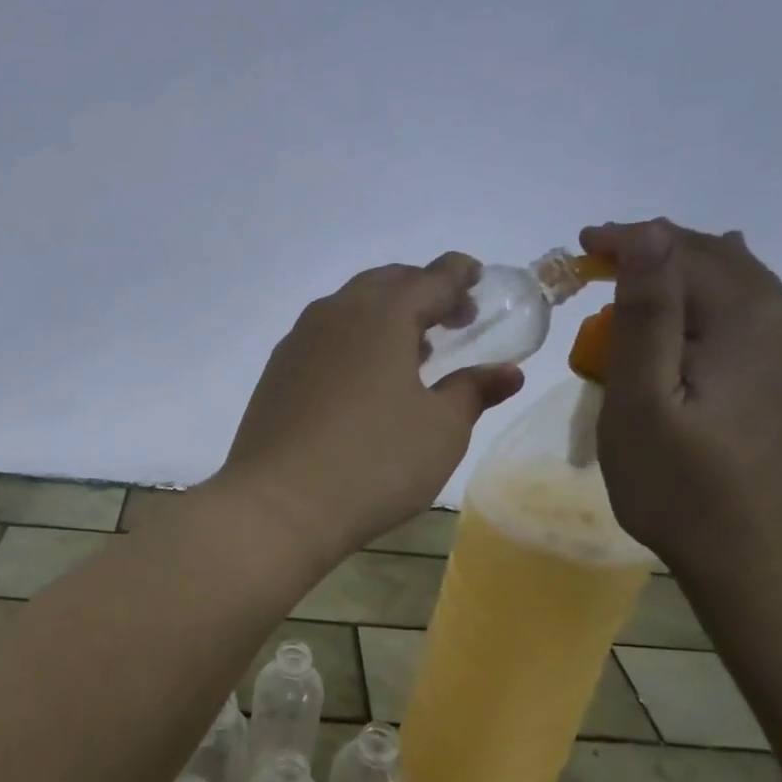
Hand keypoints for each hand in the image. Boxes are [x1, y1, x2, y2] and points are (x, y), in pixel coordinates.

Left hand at [215, 255, 523, 563]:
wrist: (277, 505)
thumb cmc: (373, 463)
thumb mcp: (440, 431)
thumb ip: (473, 391)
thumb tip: (506, 372)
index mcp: (382, 315)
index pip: (431, 278)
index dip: (459, 277)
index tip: (477, 282)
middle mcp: (334, 315)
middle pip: (384, 283)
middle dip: (420, 290)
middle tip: (448, 316)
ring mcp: (297, 343)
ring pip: (347, 309)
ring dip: (382, 316)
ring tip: (409, 349)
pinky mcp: (275, 374)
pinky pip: (322, 338)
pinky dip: (350, 340)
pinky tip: (361, 378)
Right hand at [580, 219, 781, 583]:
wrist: (772, 562)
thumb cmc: (687, 488)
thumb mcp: (643, 404)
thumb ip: (645, 316)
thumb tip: (647, 235)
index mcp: (753, 318)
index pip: (683, 251)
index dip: (628, 240)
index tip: (580, 246)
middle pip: (718, 260)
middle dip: (654, 253)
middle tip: (596, 266)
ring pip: (739, 287)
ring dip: (682, 280)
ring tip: (633, 290)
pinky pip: (751, 319)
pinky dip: (707, 310)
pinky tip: (689, 325)